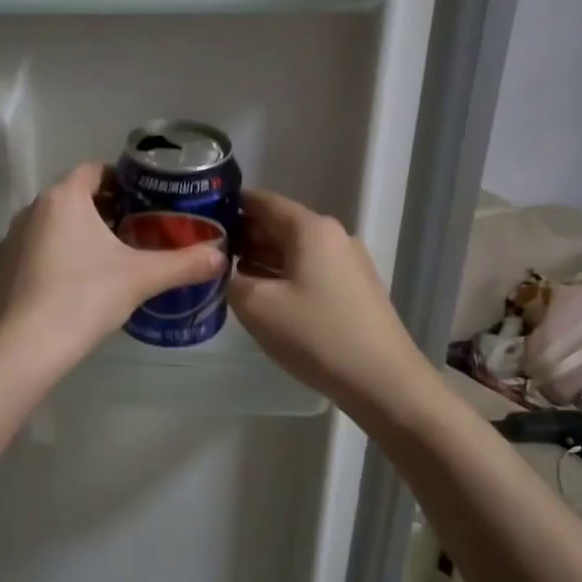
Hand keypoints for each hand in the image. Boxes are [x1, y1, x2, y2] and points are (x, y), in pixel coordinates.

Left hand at [0, 161, 225, 367]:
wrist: (26, 347)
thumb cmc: (85, 297)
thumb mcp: (142, 278)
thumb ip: (184, 264)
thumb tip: (221, 256)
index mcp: (64, 198)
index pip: (96, 171)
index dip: (124, 180)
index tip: (148, 199)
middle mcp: (33, 209)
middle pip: (76, 197)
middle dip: (107, 208)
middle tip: (140, 228)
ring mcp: (13, 239)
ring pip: (56, 224)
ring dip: (83, 232)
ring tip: (115, 255)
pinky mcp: (4, 267)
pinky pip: (39, 248)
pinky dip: (61, 254)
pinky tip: (81, 281)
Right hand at [229, 189, 431, 423]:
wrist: (382, 380)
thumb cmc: (316, 335)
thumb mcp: (256, 307)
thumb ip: (231, 280)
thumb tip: (226, 271)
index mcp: (310, 229)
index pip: (263, 201)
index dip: (230, 205)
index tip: (199, 217)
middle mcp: (332, 236)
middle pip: (279, 224)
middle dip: (243, 234)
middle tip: (206, 251)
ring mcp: (347, 262)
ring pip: (294, 249)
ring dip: (261, 257)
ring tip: (226, 272)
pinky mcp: (353, 288)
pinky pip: (309, 270)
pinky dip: (282, 274)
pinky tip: (262, 293)